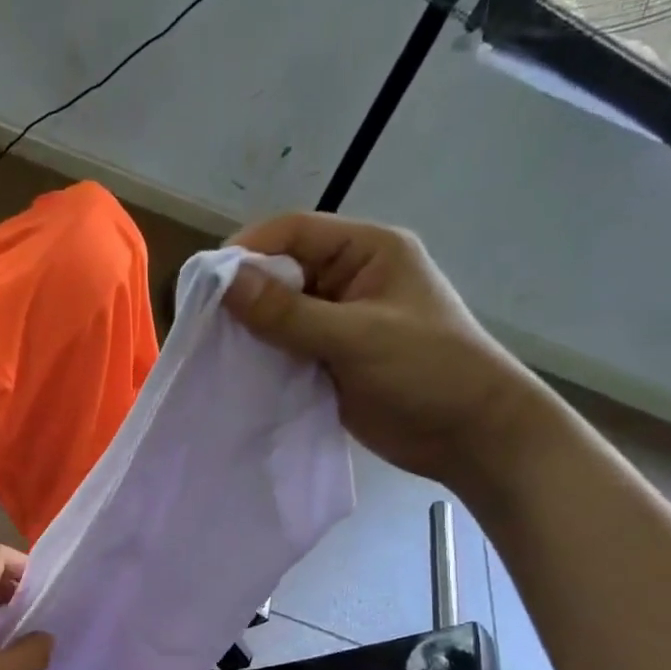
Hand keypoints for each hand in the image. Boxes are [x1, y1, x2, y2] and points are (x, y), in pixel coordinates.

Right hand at [224, 214, 556, 489]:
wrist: (469, 436)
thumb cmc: (427, 370)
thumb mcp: (356, 336)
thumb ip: (289, 313)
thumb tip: (225, 284)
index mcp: (366, 251)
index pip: (293, 233)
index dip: (247, 251)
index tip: (205, 284)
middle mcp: (348, 280)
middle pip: (281, 274)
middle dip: (243, 296)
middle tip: (201, 325)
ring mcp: (338, 323)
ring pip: (279, 316)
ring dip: (250, 332)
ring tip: (212, 353)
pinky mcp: (330, 361)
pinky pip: (286, 351)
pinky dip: (263, 360)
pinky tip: (237, 375)